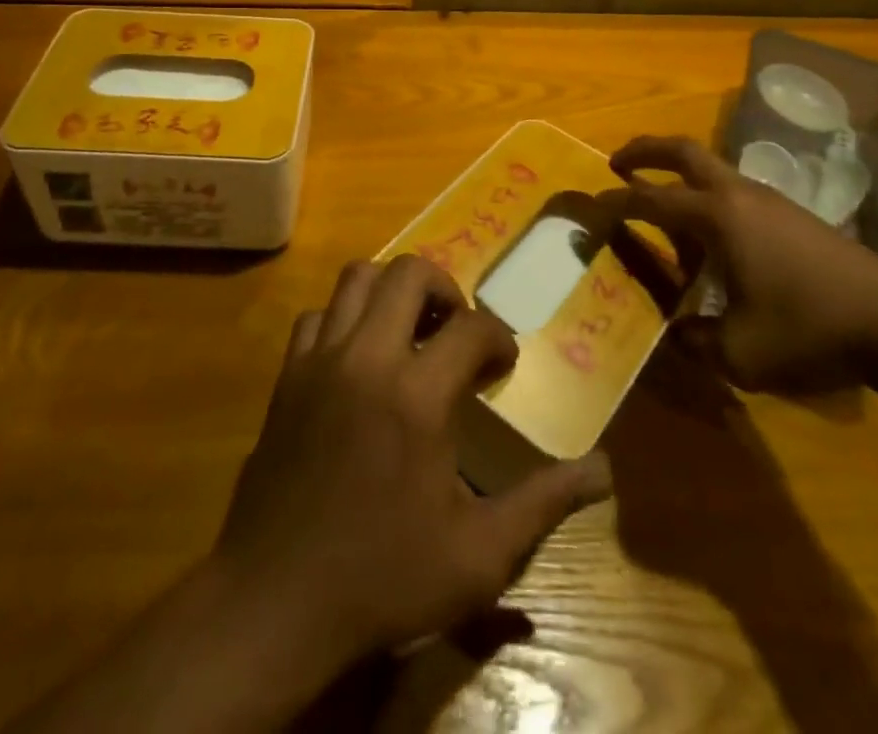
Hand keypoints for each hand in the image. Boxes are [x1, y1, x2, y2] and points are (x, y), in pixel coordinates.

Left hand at [213, 254, 612, 671]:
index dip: (498, 337)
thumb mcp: (478, 556)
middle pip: (409, 274)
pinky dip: (344, 318)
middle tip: (457, 329)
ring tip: (411, 329)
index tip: (503, 363)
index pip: (470, 327)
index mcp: (417, 396)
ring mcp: (320, 361)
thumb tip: (603, 471)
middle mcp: (367, 358)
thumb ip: (543, 504)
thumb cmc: (383, 578)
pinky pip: (317, 316)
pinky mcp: (288, 375)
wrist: (274, 603)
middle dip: (445, 288)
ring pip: (357, 278)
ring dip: (392, 290)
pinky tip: (359, 357)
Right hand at [612, 135, 877, 393]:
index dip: (614, 203)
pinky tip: (713, 242)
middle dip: (644, 150)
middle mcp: (740, 195)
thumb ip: (693, 342)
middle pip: (684, 151)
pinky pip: (736, 194)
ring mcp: (771, 201)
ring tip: (662, 214)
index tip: (589, 209)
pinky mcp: (794, 216)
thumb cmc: (811, 331)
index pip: (650, 199)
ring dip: (679, 178)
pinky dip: (709, 201)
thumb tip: (672, 333)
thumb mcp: (739, 354)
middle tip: (617, 162)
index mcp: (718, 217)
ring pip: (712, 171)